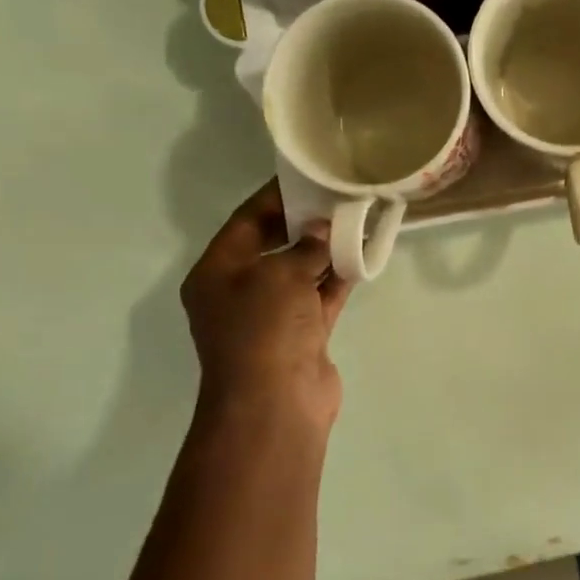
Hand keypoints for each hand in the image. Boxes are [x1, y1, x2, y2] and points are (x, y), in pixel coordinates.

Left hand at [179, 181, 350, 455]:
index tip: (308, 176)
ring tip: (358, 219)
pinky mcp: (302, 334)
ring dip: (327, 249)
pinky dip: (339, 277)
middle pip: (274, 244)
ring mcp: (273, 315)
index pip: (246, 222)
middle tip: (339, 196)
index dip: (275, 196)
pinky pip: (322, 296)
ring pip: (302, 271)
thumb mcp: (280, 275)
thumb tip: (324, 230)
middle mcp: (241, 291)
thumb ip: (305, 247)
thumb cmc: (263, 329)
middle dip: (305, 222)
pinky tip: (362, 254)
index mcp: (217, 273)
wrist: (274, 403)